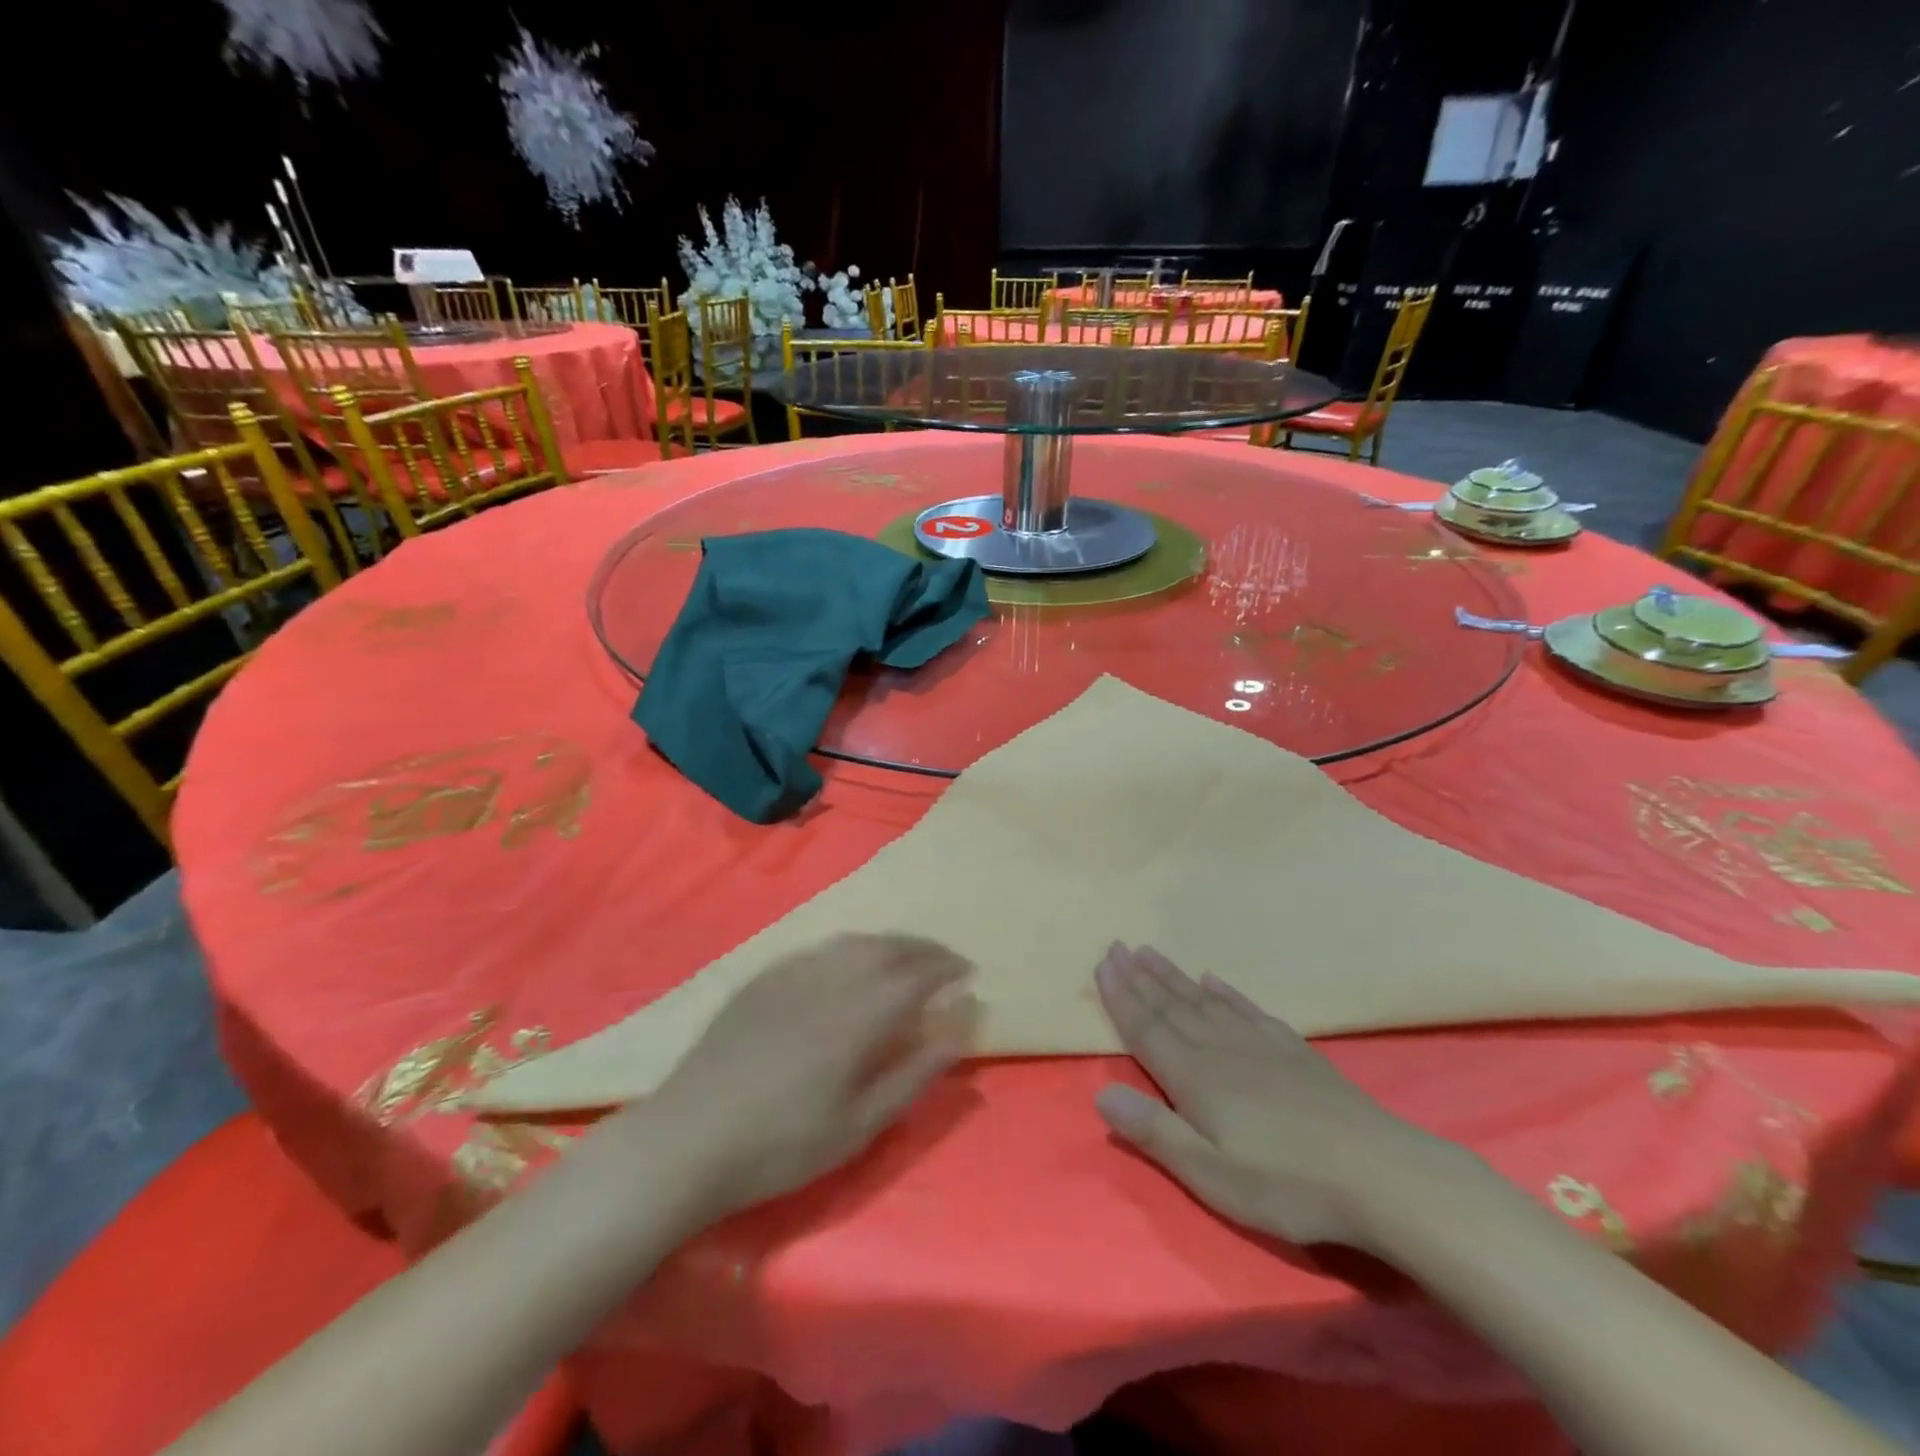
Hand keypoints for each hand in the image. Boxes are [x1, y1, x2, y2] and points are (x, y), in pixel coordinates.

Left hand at [639, 933, 976, 1217]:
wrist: (688, 1139)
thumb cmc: (782, 1145)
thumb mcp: (859, 1126)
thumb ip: (913, 1074)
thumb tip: (957, 1031)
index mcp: (858, 1015)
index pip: (917, 974)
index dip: (947, 968)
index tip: (969, 972)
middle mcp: (830, 980)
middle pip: (888, 947)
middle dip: (924, 948)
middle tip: (946, 961)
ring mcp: (791, 974)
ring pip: (852, 942)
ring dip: (889, 943)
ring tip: (905, 958)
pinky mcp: (763, 979)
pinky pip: (818, 948)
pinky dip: (849, 949)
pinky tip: (848, 965)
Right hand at [1093, 943, 1468, 1250]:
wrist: (1380, 1175)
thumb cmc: (1287, 1184)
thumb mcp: (1212, 1175)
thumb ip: (1155, 1133)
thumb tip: (1101, 1096)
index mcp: (1195, 1078)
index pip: (1146, 1028)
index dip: (1121, 997)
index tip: (1102, 964)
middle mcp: (1220, 1049)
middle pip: (1171, 1006)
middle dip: (1139, 977)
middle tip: (1117, 946)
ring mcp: (1260, 1045)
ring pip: (1204, 1002)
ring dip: (1173, 977)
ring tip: (1150, 953)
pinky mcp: (1293, 1052)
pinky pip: (1247, 1010)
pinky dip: (1225, 992)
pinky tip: (1214, 980)